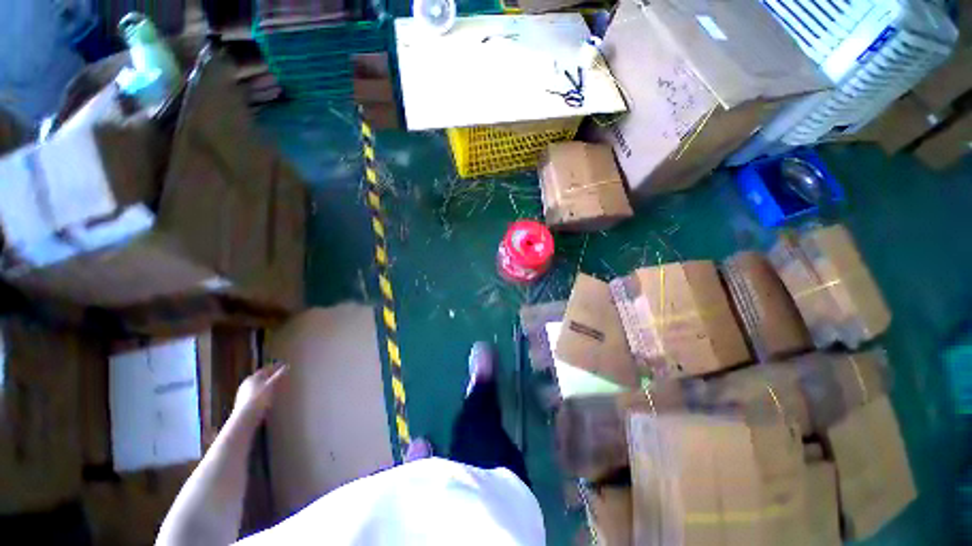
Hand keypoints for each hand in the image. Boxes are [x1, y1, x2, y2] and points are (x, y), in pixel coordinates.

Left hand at [231, 362, 287, 422]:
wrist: (246, 416)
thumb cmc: (260, 398)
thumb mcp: (271, 385)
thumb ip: (279, 375)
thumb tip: (286, 366)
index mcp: (253, 377)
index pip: (266, 369)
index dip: (275, 367)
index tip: (283, 365)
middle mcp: (246, 383)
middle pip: (260, 378)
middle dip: (270, 376)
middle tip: (279, 376)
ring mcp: (243, 393)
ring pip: (257, 386)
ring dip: (265, 385)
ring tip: (274, 388)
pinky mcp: (242, 402)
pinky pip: (254, 394)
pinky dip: (261, 393)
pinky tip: (265, 398)